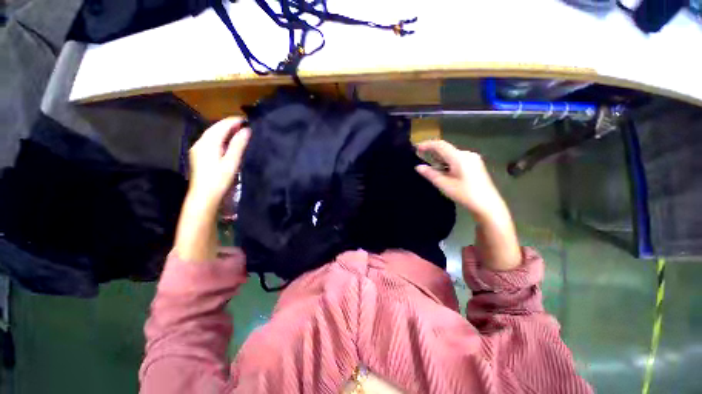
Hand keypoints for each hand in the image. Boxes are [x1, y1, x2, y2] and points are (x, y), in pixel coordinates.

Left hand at [187, 117, 250, 208]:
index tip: (247, 120)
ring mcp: (198, 149)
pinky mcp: (199, 155)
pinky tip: (228, 142)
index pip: (222, 126)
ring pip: (212, 134)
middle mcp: (200, 142)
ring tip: (239, 132)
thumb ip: (238, 145)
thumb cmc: (219, 179)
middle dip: (229, 125)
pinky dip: (220, 138)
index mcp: (208, 143)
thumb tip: (246, 130)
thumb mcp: (231, 162)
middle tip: (244, 125)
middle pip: (215, 128)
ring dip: (225, 131)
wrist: (203, 196)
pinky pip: (210, 141)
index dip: (234, 121)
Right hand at [415, 140, 503, 219]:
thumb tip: (418, 167)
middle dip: (433, 153)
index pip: (440, 145)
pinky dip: (448, 163)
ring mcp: (472, 159)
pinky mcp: (475, 164)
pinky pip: (457, 159)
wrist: (487, 204)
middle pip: (446, 149)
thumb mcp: (444, 184)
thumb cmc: (465, 194)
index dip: (427, 145)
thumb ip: (430, 174)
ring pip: (451, 154)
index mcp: (459, 157)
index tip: (416, 148)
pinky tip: (444, 172)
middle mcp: (466, 154)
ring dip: (440, 159)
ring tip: (433, 170)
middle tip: (421, 160)